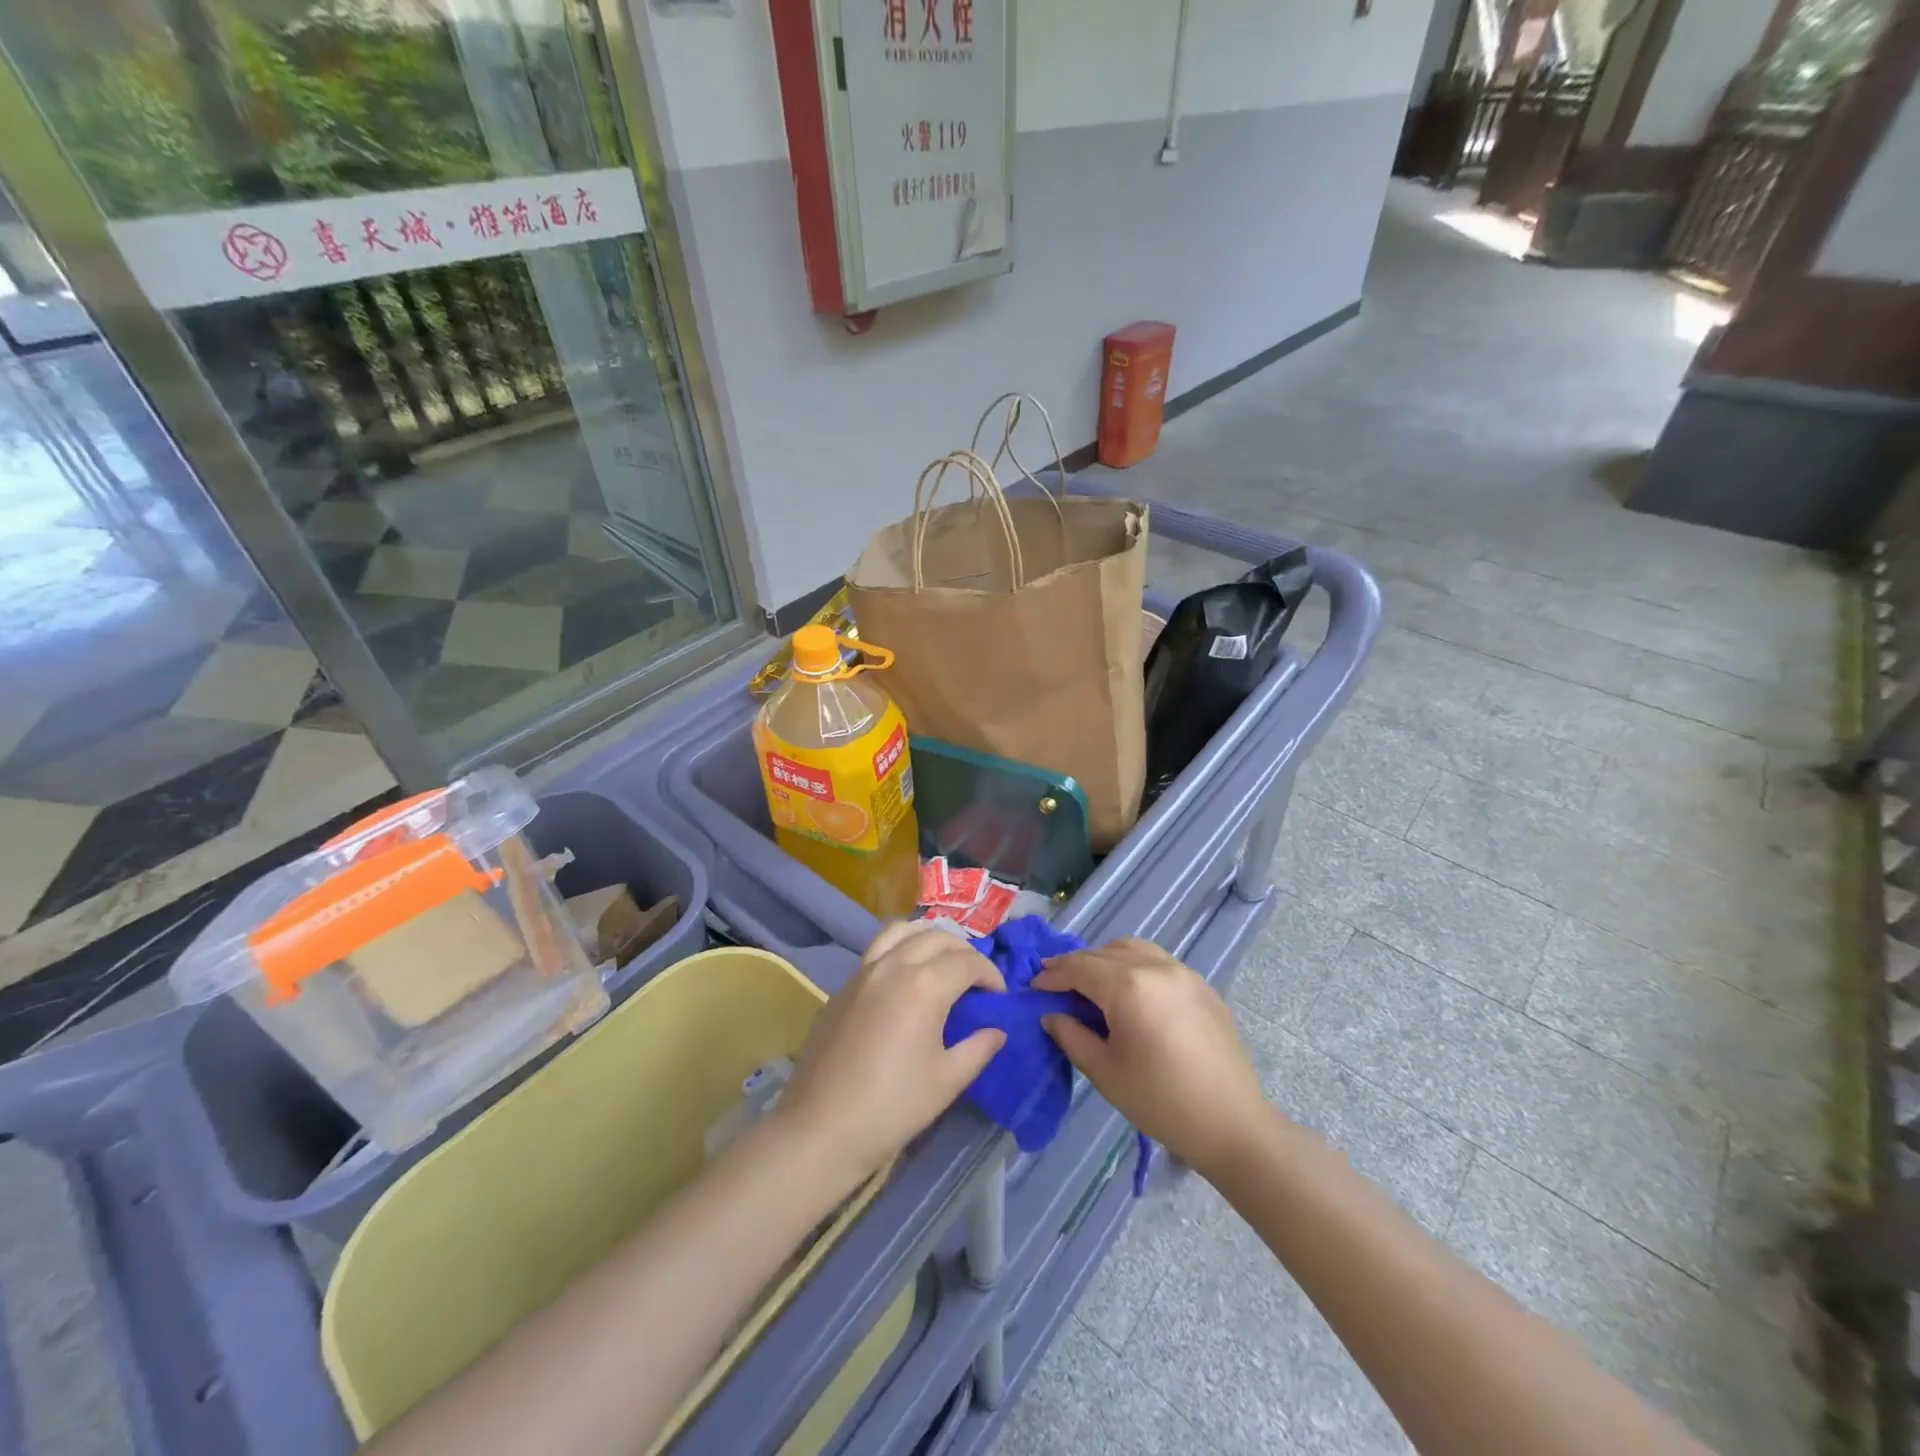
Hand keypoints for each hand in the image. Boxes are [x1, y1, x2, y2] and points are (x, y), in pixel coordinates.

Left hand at [777, 923, 1007, 1187]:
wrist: (821, 1127)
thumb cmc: (892, 1107)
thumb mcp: (947, 1081)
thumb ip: (978, 1048)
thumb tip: (997, 1031)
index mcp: (924, 985)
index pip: (968, 962)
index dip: (991, 974)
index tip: (999, 996)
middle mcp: (893, 966)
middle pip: (937, 937)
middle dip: (964, 952)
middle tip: (976, 979)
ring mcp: (863, 972)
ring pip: (902, 931)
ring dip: (929, 937)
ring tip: (941, 961)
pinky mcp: (843, 987)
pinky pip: (877, 949)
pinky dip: (900, 948)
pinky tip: (904, 977)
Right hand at [1036, 938, 1270, 1175]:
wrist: (1232, 1123)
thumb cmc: (1161, 1102)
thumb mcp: (1105, 1073)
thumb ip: (1072, 1036)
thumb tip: (1052, 1015)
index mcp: (1128, 987)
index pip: (1079, 968)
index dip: (1053, 975)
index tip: (1035, 987)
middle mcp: (1155, 967)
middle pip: (1103, 953)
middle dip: (1076, 965)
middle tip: (1056, 983)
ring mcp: (1183, 972)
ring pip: (1133, 948)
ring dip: (1105, 958)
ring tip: (1091, 982)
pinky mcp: (1201, 985)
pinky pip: (1158, 960)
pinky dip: (1134, 964)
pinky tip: (1130, 991)